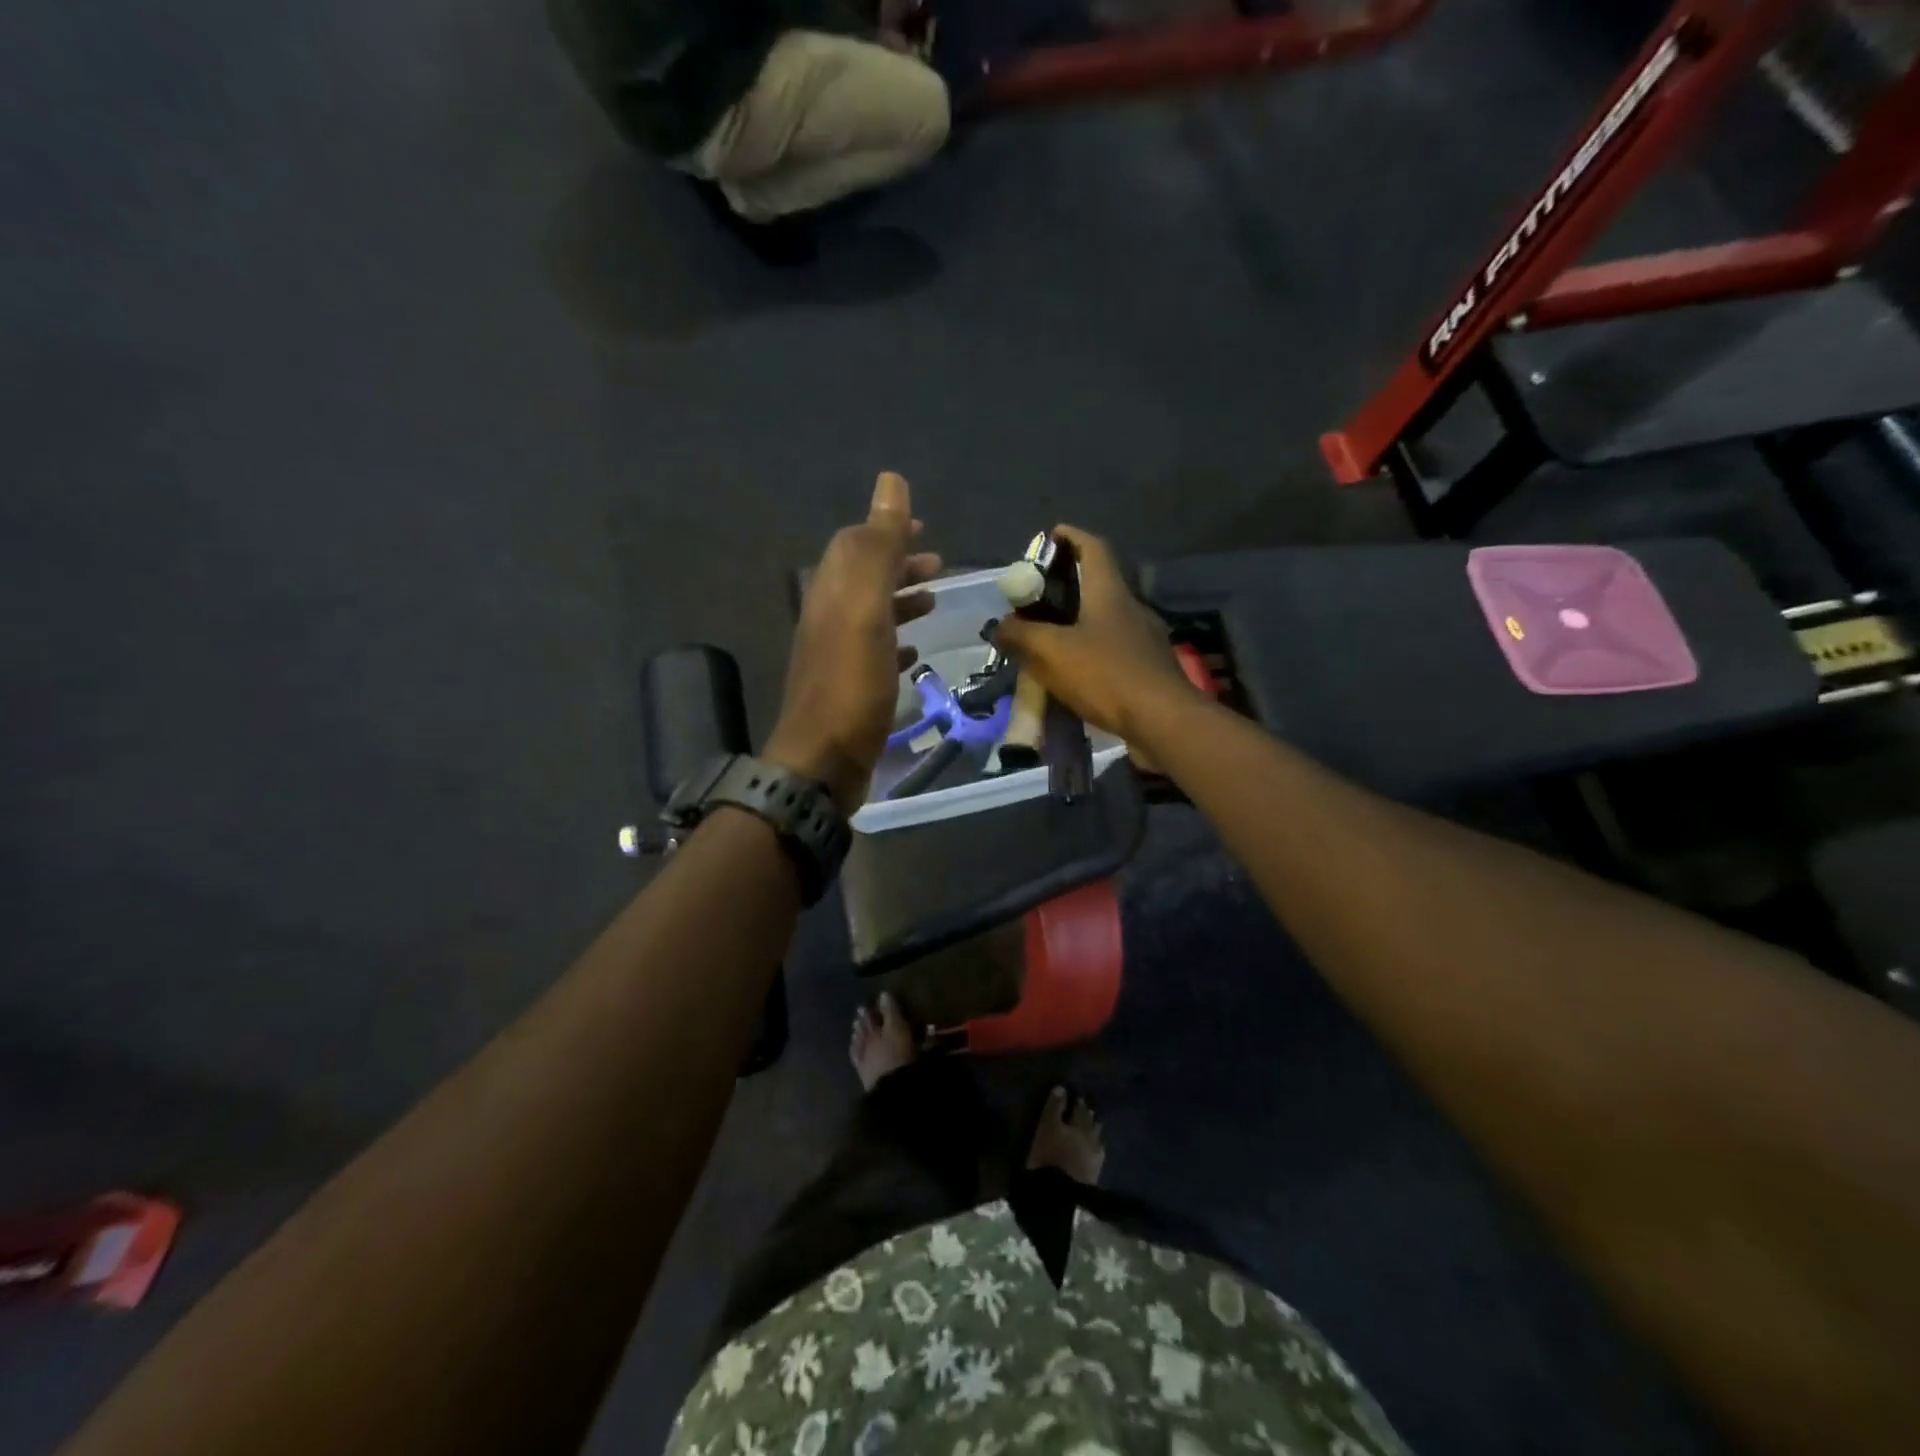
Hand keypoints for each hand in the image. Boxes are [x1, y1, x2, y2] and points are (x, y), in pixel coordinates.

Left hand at [764, 473, 940, 811]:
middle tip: (939, 564)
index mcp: (830, 593)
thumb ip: (878, 548)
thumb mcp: (865, 609)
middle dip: (899, 564)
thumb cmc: (851, 685)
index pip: (853, 545)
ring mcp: (836, 656)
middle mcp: (828, 619)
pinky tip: (914, 651)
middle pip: (863, 578)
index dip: (886, 530)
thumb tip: (890, 482)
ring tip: (935, 602)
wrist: (823, 763)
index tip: (923, 527)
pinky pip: (873, 652)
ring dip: (901, 601)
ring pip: (870, 614)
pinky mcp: (848, 689)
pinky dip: (896, 641)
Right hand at [992, 524, 1196, 748]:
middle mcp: (1130, 607)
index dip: (1070, 537)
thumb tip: (1001, 627)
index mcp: (1109, 591)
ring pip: (1104, 619)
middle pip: (1097, 583)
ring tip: (1047, 639)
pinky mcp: (1148, 668)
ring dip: (1076, 623)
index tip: (1047, 538)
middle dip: (1065, 586)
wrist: (1163, 721)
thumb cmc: (1106, 675)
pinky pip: (1112, 650)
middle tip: (1035, 600)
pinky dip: (1090, 652)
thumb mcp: (1051, 652)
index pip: (1093, 547)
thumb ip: (1020, 635)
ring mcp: (1144, 638)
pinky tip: (1073, 673)